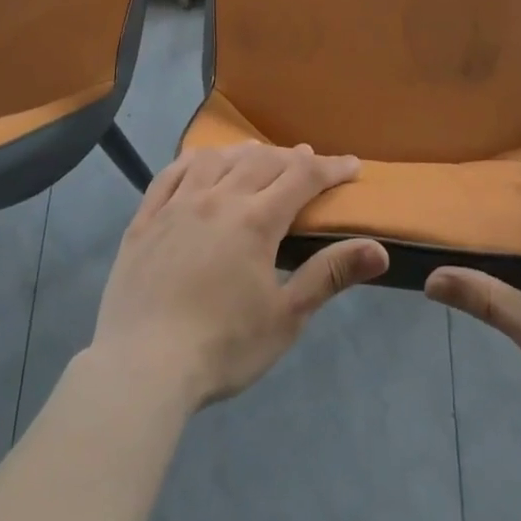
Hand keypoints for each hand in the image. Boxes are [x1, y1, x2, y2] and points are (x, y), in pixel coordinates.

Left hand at [89, 141, 389, 410]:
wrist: (142, 368)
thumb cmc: (223, 347)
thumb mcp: (286, 318)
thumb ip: (329, 275)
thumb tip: (378, 249)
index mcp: (255, 220)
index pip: (302, 177)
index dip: (331, 168)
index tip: (352, 165)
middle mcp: (217, 199)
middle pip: (261, 162)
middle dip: (291, 158)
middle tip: (309, 162)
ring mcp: (176, 205)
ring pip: (216, 160)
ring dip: (244, 153)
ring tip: (258, 156)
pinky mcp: (145, 219)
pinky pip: (170, 174)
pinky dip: (192, 161)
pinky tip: (199, 163)